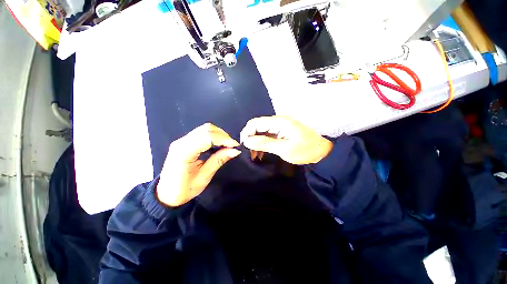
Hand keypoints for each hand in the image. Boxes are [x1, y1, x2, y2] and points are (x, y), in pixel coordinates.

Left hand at [157, 123, 240, 206]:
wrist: (166, 193)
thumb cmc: (184, 189)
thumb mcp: (204, 176)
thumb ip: (219, 160)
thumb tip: (235, 151)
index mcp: (185, 152)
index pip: (208, 137)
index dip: (224, 139)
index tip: (235, 146)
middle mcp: (182, 142)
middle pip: (206, 129)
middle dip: (223, 135)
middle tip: (232, 146)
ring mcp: (181, 140)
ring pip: (204, 129)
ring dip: (218, 134)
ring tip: (227, 145)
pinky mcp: (184, 142)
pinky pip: (201, 133)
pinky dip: (213, 136)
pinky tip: (218, 144)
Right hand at [240, 116, 332, 164]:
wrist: (323, 152)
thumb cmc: (305, 151)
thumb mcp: (284, 149)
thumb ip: (264, 143)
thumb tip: (247, 141)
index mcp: (278, 122)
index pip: (255, 123)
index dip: (246, 133)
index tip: (244, 146)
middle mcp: (278, 120)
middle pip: (257, 126)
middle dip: (251, 139)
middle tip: (249, 153)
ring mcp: (280, 125)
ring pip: (262, 131)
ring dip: (256, 142)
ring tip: (255, 156)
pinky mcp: (282, 131)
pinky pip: (268, 135)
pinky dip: (263, 143)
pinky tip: (262, 153)